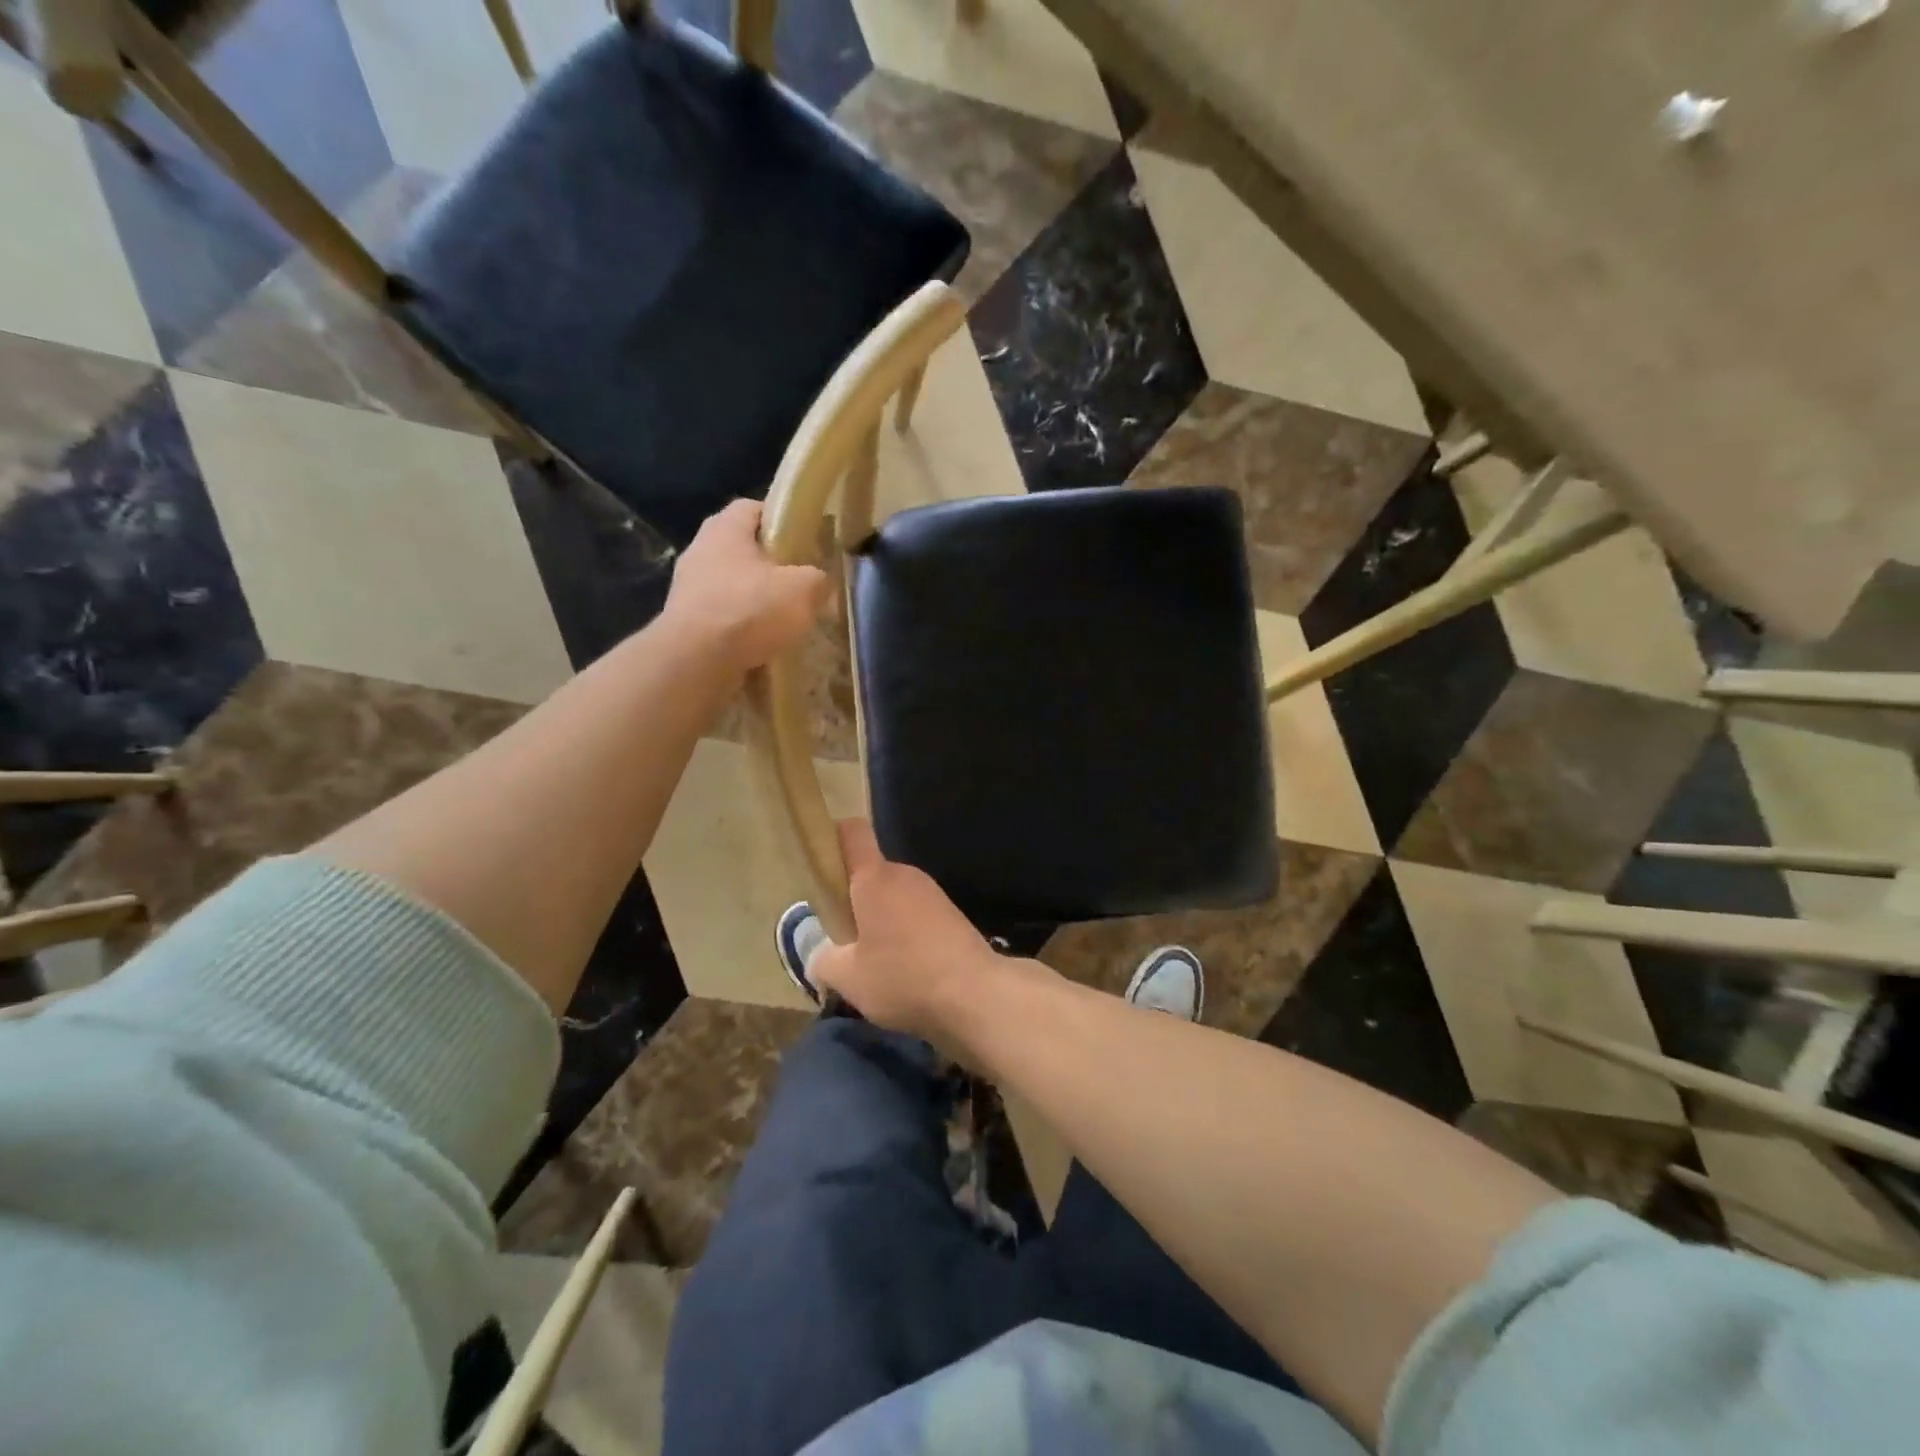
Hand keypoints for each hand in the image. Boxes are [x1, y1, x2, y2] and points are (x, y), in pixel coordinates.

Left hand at [662, 500, 830, 674]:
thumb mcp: (803, 589)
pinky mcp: (685, 622)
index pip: (753, 507)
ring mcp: (688, 588)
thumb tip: (821, 582)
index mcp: (725, 528)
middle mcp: (700, 550)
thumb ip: (818, 579)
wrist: (696, 661)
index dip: (780, 518)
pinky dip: (742, 627)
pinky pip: (723, 617)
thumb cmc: (750, 609)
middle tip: (799, 583)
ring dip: (756, 600)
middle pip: (742, 549)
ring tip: (785, 619)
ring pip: (732, 585)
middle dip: (771, 565)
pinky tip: (763, 645)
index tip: (804, 539)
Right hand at [811, 820, 1002, 1040]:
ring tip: (872, 963)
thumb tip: (821, 956)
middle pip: (871, 873)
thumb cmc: (903, 976)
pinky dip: (904, 935)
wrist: (975, 994)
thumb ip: (824, 961)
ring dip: (880, 922)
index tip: (819, 868)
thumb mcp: (849, 978)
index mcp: (875, 878)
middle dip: (853, 900)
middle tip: (841, 940)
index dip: (832, 838)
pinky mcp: (952, 915)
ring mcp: (932, 894)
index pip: (852, 832)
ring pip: (893, 897)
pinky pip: (915, 915)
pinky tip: (904, 971)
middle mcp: (905, 875)